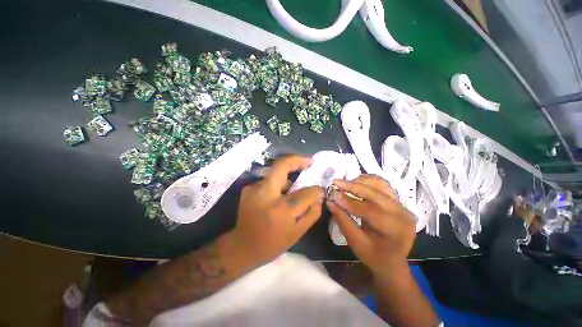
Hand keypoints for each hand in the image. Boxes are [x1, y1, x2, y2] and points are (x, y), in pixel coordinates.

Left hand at [232, 155, 324, 263]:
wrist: (242, 247)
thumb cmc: (272, 244)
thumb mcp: (297, 233)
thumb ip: (312, 213)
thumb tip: (319, 195)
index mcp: (281, 210)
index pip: (306, 193)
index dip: (316, 189)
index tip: (320, 188)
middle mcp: (266, 195)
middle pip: (282, 166)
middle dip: (297, 160)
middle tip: (309, 161)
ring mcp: (254, 189)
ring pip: (275, 171)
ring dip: (288, 173)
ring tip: (296, 180)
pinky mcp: (248, 189)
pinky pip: (268, 180)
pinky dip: (277, 183)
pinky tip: (280, 193)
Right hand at [326, 175, 415, 275]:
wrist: (392, 261)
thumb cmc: (373, 256)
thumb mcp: (355, 242)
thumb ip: (343, 220)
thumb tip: (330, 201)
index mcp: (394, 230)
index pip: (369, 210)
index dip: (349, 201)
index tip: (332, 195)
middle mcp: (403, 214)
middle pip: (375, 194)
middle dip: (353, 186)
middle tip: (336, 182)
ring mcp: (402, 205)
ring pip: (381, 185)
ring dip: (361, 182)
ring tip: (345, 184)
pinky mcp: (399, 201)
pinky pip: (383, 185)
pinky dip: (369, 181)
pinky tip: (357, 182)